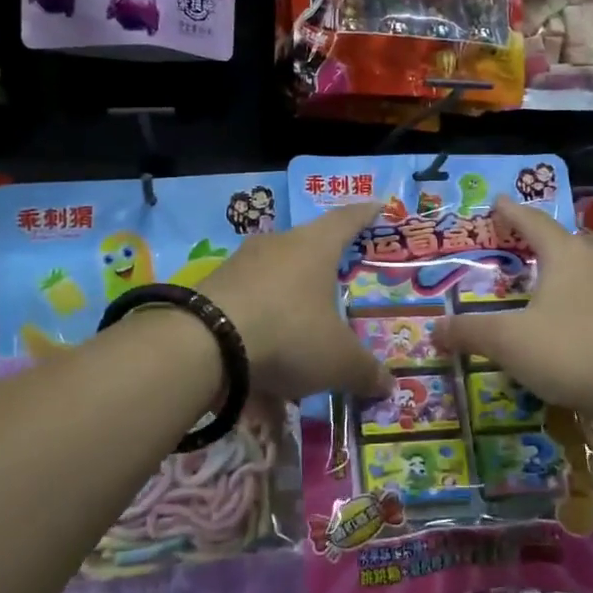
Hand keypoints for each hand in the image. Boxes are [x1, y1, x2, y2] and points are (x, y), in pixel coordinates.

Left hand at [199, 204, 392, 401]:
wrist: (203, 344)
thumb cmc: (289, 333)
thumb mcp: (338, 361)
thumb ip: (365, 371)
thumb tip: (388, 385)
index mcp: (315, 247)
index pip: (347, 220)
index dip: (365, 215)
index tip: (377, 206)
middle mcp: (277, 246)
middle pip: (307, 249)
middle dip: (322, 269)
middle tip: (338, 285)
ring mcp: (239, 265)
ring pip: (274, 283)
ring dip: (288, 311)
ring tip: (299, 349)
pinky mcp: (211, 290)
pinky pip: (247, 310)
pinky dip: (259, 336)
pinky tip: (261, 376)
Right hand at [437, 199, 592, 427]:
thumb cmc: (573, 349)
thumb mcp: (509, 342)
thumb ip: (471, 333)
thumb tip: (435, 328)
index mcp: (567, 256)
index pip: (535, 223)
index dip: (513, 212)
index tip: (499, 201)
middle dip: (577, 234)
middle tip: (555, 247)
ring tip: (572, 287)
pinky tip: (587, 328)